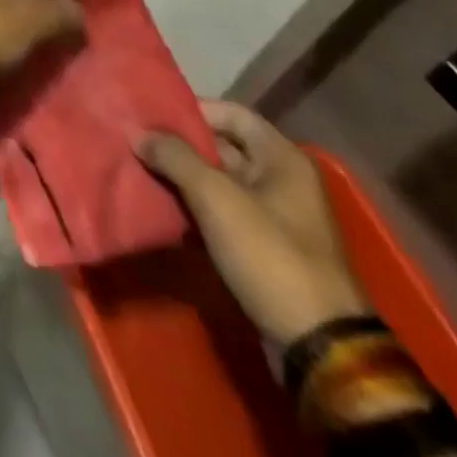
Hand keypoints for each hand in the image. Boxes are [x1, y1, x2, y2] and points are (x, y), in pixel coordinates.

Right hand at [137, 101, 370, 346]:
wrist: (319, 346)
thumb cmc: (269, 254)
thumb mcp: (215, 197)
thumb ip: (174, 157)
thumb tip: (139, 133)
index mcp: (282, 158)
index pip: (230, 112)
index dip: (191, 110)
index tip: (150, 114)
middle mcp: (283, 180)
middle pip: (223, 146)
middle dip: (181, 145)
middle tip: (137, 141)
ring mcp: (276, 217)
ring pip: (220, 182)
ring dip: (183, 178)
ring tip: (140, 170)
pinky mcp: (266, 249)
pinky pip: (223, 213)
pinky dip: (195, 208)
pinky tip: (163, 207)